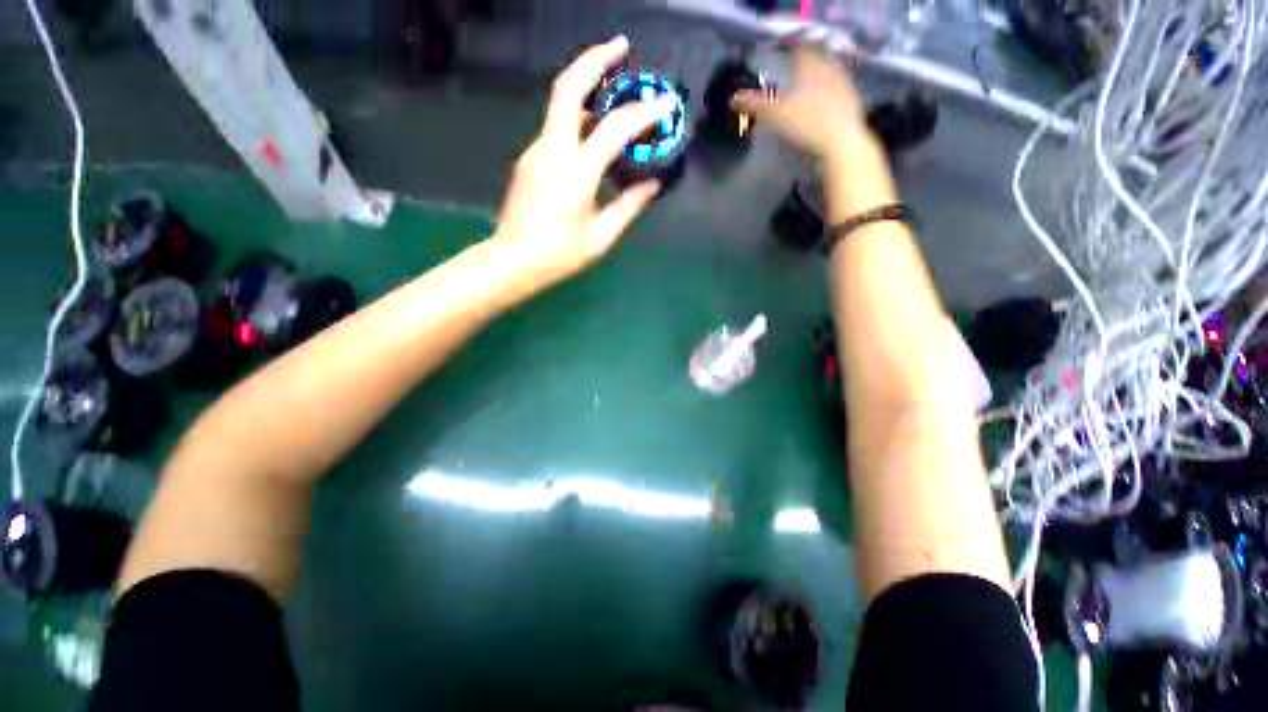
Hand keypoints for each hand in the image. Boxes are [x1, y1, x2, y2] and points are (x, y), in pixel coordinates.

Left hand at [492, 36, 676, 295]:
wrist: (512, 261)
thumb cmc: (559, 254)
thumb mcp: (601, 236)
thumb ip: (629, 206)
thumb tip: (652, 185)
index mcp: (576, 170)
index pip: (615, 128)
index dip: (644, 113)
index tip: (666, 104)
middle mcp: (552, 148)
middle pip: (569, 86)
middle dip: (596, 58)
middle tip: (621, 47)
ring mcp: (536, 151)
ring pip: (562, 105)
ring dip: (588, 90)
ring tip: (616, 96)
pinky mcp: (530, 159)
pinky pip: (557, 129)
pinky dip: (579, 121)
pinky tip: (594, 138)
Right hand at [732, 45, 870, 160]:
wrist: (840, 144)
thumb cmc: (805, 123)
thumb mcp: (773, 115)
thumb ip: (753, 104)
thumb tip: (732, 99)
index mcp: (809, 63)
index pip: (797, 47)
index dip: (786, 49)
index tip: (778, 54)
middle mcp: (828, 68)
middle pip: (812, 61)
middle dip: (800, 68)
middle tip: (789, 76)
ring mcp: (842, 85)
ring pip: (824, 76)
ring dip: (812, 83)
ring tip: (801, 94)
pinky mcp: (850, 103)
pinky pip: (834, 94)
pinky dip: (823, 99)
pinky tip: (816, 110)